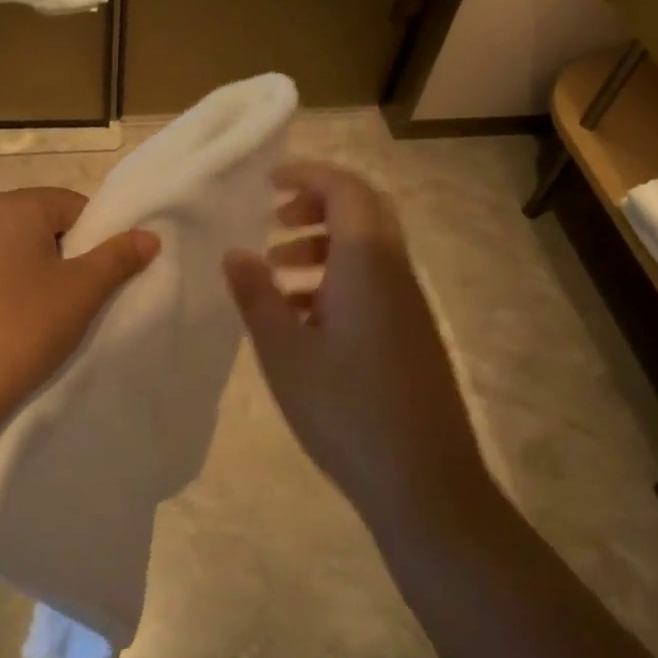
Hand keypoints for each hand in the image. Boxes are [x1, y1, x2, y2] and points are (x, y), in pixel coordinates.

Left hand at [0, 187, 158, 435]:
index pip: (74, 206)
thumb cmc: (20, 329)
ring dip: (34, 279)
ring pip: (13, 255)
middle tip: (76, 304)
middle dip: (66, 260)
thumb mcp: (81, 293)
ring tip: (41, 322)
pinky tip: (5, 331)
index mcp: (13, 207)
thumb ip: (118, 258)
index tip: (99, 281)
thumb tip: (149, 235)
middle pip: (41, 228)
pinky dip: (3, 296)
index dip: (97, 240)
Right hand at [224, 162, 480, 529]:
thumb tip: (234, 252)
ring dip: (322, 246)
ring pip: (368, 251)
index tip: (268, 181)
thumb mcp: (284, 353)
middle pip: (364, 213)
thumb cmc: (345, 410)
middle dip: (316, 205)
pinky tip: (303, 317)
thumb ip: (256, 296)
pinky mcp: (412, 336)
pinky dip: (336, 278)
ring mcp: (409, 307)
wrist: (424, 482)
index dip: (308, 175)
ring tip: (276, 271)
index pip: (346, 191)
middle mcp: (395, 274)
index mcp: (366, 265)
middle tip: (273, 220)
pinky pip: (373, 284)